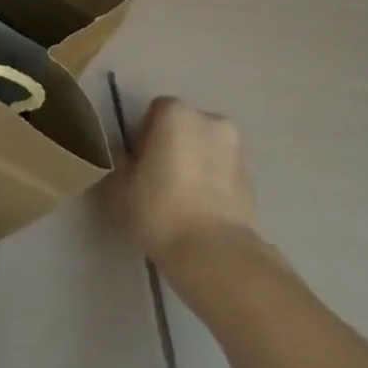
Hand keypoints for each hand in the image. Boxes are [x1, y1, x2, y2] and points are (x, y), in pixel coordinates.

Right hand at [106, 96, 267, 272]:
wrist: (216, 255)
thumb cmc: (160, 210)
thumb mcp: (118, 188)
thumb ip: (115, 164)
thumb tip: (121, 158)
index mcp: (176, 114)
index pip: (154, 112)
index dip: (142, 137)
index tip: (137, 166)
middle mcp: (210, 121)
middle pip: (183, 128)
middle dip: (171, 147)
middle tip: (156, 181)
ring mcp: (236, 150)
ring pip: (205, 150)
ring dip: (194, 164)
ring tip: (180, 200)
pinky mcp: (252, 181)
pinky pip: (222, 174)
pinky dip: (212, 184)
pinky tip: (199, 212)